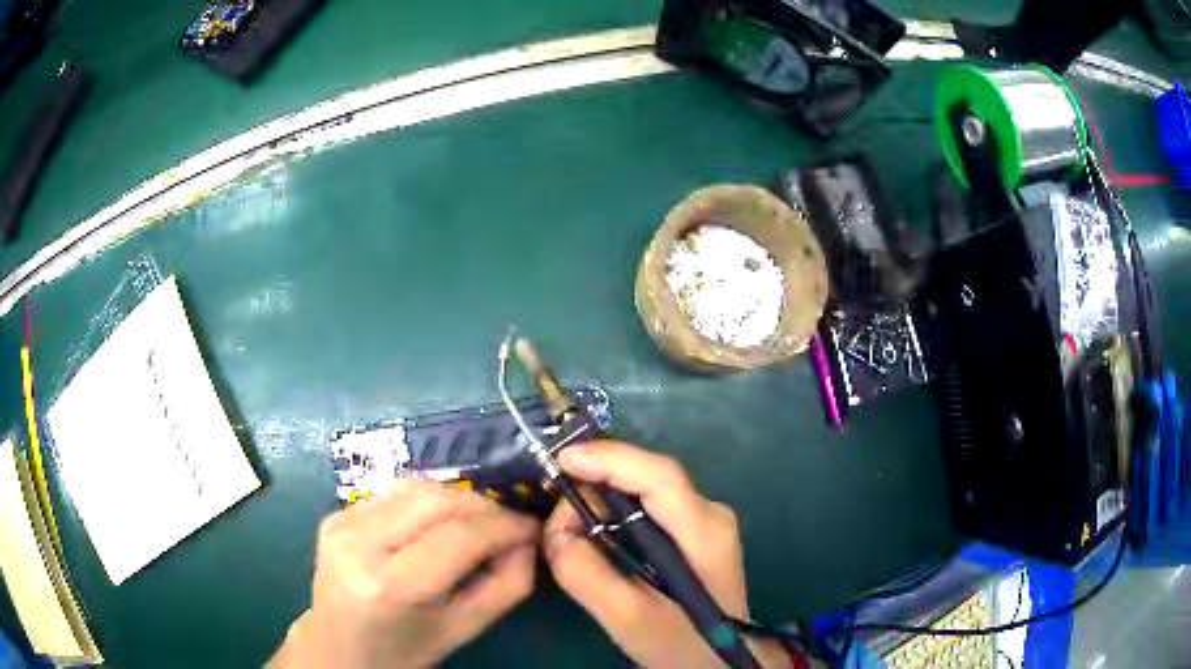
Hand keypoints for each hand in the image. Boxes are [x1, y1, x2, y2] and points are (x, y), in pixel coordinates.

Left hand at [270, 478, 540, 668]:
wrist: (338, 646)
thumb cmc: (405, 649)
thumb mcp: (464, 630)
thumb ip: (506, 585)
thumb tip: (527, 540)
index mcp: (389, 585)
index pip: (458, 536)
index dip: (505, 525)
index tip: (533, 528)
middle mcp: (358, 543)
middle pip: (436, 499)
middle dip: (484, 506)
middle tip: (509, 526)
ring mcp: (341, 522)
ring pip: (416, 486)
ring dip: (458, 499)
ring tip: (477, 525)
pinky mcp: (336, 513)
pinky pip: (396, 493)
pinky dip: (429, 503)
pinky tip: (437, 526)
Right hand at [542, 441, 789, 667]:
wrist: (716, 661)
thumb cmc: (679, 643)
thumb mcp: (628, 618)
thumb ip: (586, 574)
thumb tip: (556, 528)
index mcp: (705, 532)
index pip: (660, 476)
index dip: (610, 459)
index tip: (560, 461)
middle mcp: (710, 512)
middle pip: (648, 476)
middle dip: (596, 479)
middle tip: (552, 500)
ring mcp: (704, 519)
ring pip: (644, 488)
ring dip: (601, 496)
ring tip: (565, 519)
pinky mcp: (693, 530)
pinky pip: (646, 504)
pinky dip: (613, 510)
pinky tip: (591, 528)